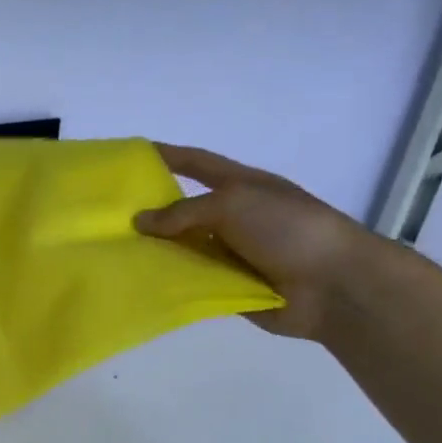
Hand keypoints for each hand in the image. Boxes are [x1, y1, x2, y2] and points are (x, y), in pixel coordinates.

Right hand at [134, 144, 393, 341]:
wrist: (333, 285)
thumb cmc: (288, 229)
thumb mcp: (233, 204)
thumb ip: (183, 212)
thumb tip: (140, 221)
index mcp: (241, 186)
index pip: (197, 164)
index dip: (168, 156)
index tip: (132, 154)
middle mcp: (233, 218)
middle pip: (184, 210)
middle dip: (151, 211)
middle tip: (107, 216)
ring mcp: (232, 254)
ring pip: (184, 249)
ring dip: (156, 251)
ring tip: (113, 253)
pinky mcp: (229, 287)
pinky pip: (192, 282)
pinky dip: (170, 282)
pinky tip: (138, 284)